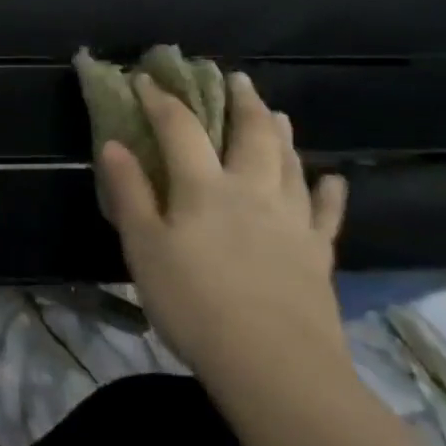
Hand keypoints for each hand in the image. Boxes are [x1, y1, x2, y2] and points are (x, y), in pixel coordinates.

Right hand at [95, 71, 350, 385]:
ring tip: (275, 112)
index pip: (180, 127)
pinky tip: (332, 179)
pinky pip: (326, 213)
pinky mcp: (317, 254)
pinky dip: (328, 191)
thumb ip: (129, 192)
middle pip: (251, 133)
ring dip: (280, 133)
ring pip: (290, 163)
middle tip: (235, 78)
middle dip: (240, 101)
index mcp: (204, 186)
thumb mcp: (143, 247)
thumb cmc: (194, 303)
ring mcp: (292, 221)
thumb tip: (114, 145)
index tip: (145, 79)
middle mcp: (252, 190)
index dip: (160, 99)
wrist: (275, 368)